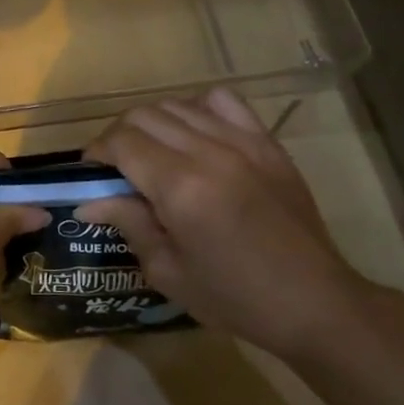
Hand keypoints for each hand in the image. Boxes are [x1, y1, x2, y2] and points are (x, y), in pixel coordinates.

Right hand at [77, 88, 365, 357]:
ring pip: (176, 105)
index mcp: (181, 187)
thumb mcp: (167, 271)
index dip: (97, 154)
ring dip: (153, 124)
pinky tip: (195, 137)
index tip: (91, 175)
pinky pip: (222, 101)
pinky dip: (197, 109)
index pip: (121, 142)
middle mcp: (209, 152)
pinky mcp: (267, 142)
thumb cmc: (235, 297)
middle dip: (118, 137)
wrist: (316, 303)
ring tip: (153, 153)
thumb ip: (127, 223)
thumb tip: (87, 201)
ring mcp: (242, 142)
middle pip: (143, 116)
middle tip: (117, 168)